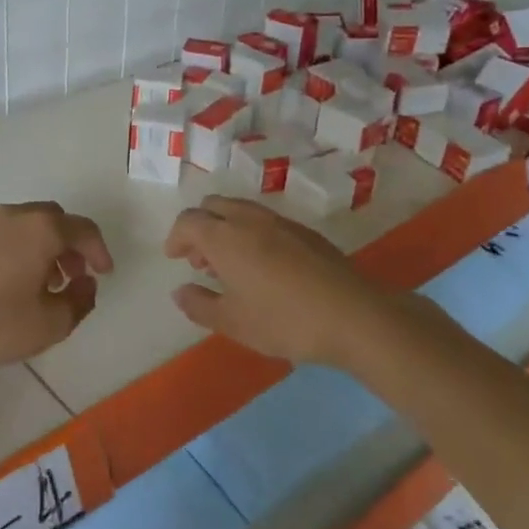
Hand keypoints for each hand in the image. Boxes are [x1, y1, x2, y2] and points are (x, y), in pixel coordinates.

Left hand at [0, 201, 113, 374]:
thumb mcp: (52, 323)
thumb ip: (80, 300)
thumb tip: (86, 283)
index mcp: (41, 229)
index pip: (83, 229)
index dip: (99, 250)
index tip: (103, 273)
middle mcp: (13, 216)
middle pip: (53, 219)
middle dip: (70, 245)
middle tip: (74, 275)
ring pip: (25, 225)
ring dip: (42, 247)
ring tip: (43, 283)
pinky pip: (1, 235)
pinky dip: (16, 249)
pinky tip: (10, 282)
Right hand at [163, 196, 416, 367]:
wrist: (353, 316)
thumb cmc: (283, 321)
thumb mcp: (233, 322)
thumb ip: (199, 305)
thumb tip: (180, 291)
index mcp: (224, 236)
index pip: (188, 221)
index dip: (176, 237)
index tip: (175, 257)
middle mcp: (249, 219)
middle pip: (213, 206)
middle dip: (200, 226)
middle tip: (200, 259)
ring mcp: (281, 222)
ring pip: (241, 210)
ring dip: (226, 228)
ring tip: (230, 264)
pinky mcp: (306, 232)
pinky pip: (266, 221)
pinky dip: (251, 232)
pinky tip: (263, 266)